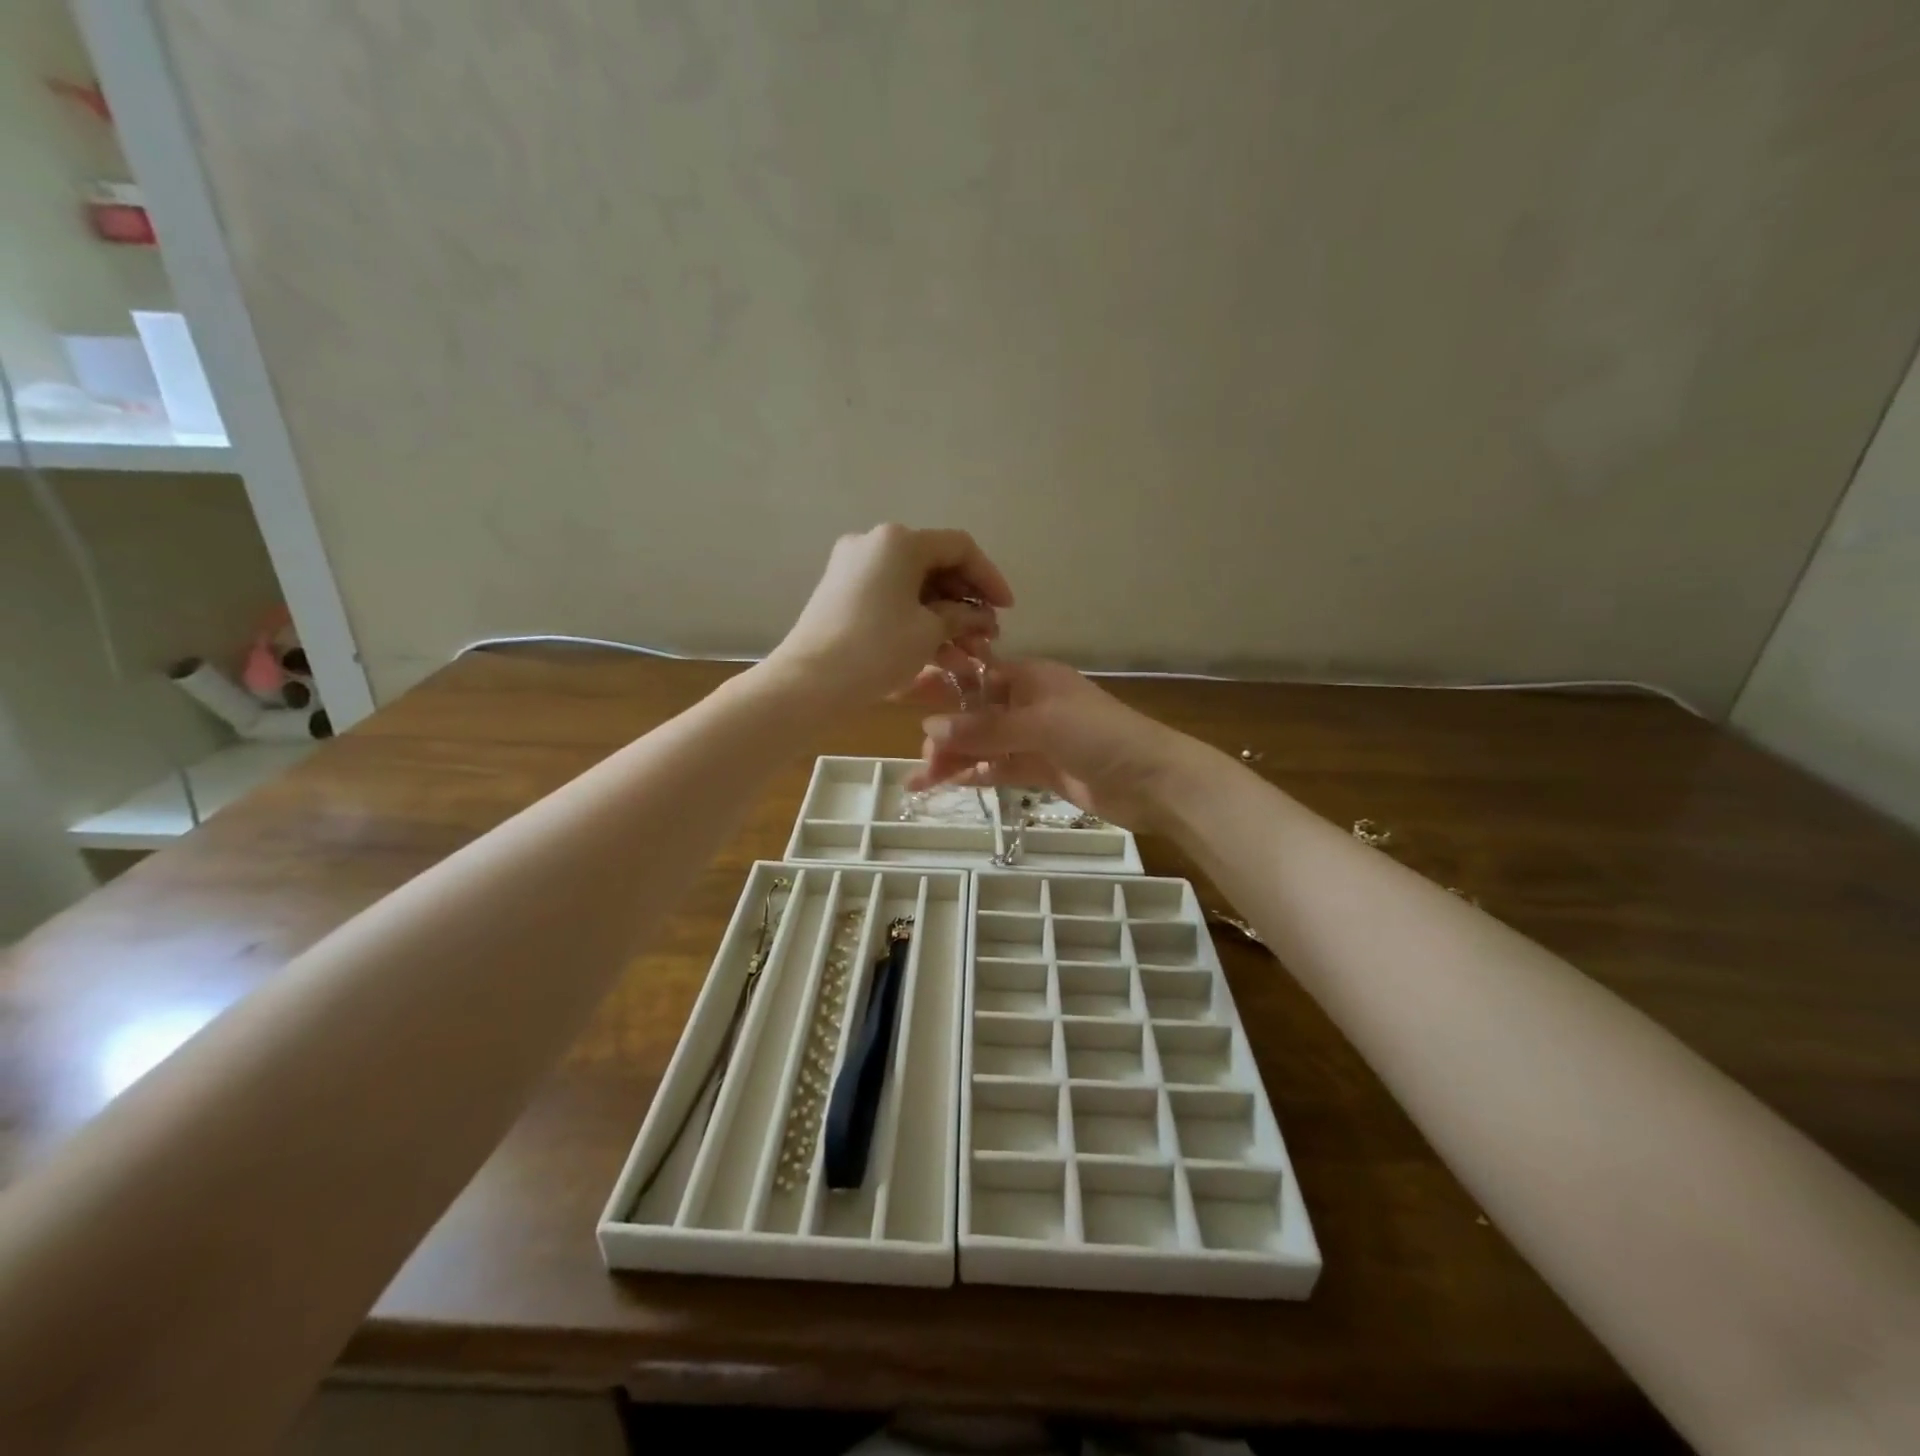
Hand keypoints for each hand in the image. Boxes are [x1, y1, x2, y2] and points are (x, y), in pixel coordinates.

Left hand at [769, 524, 1012, 706]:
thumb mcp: (928, 632)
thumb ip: (961, 618)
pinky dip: (918, 622)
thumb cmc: (876, 649)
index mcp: (898, 541)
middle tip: (988, 636)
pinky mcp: (843, 595)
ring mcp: (854, 569)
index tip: (1007, 610)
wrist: (808, 683)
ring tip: (971, 655)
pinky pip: (893, 600)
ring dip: (946, 619)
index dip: (989, 578)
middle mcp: (875, 544)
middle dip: (967, 604)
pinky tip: (942, 655)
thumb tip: (980, 619)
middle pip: (936, 567)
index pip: (959, 548)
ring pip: (915, 588)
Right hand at [905, 658, 1192, 829]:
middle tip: (918, 759)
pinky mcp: (1042, 769)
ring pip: (984, 745)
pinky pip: (999, 768)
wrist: (1153, 781)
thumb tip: (929, 728)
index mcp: (1031, 678)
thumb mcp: (1039, 725)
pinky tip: (946, 785)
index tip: (904, 696)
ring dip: (954, 760)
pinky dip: (974, 775)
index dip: (942, 686)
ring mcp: (1036, 738)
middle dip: (945, 733)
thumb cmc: (1099, 737)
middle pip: (976, 714)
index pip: (977, 676)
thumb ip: (985, 729)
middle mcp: (1029, 704)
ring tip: (919, 782)